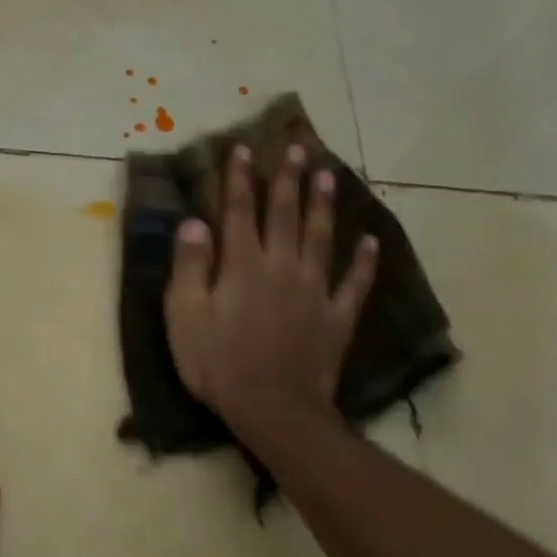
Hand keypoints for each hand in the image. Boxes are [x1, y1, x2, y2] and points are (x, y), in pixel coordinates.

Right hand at [165, 144, 377, 432]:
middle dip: (289, 179)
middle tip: (298, 147)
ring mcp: (315, 291)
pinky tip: (371, 242)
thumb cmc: (217, 363)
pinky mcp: (336, 317)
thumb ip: (190, 267)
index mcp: (243, 265)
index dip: (239, 179)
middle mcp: (282, 267)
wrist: (273, 408)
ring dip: (325, 206)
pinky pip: (355, 283)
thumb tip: (194, 222)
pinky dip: (365, 262)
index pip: (239, 212)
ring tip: (330, 176)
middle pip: (286, 215)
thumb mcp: (185, 316)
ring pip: (322, 238)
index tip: (243, 149)